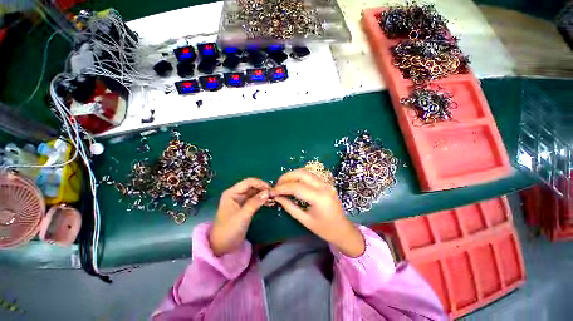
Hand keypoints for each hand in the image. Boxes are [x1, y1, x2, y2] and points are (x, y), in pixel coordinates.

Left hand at [210, 178, 269, 255]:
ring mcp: (240, 200)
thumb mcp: (242, 216)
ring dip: (263, 194)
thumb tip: (267, 192)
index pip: (248, 182)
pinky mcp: (244, 206)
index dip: (260, 183)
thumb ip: (254, 203)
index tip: (270, 188)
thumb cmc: (229, 230)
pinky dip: (261, 199)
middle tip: (273, 193)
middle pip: (252, 186)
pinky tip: (269, 202)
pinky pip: (254, 199)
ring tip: (273, 197)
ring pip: (254, 192)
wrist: (222, 246)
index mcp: (232, 193)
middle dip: (262, 188)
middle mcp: (236, 194)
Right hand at [270, 169, 364, 256]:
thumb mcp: (304, 220)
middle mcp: (323, 186)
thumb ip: (289, 207)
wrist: (343, 229)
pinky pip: (309, 175)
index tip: (272, 191)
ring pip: (305, 172)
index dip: (282, 188)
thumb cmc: (325, 229)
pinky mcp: (325, 183)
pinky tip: (292, 183)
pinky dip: (298, 177)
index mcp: (319, 198)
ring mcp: (326, 183)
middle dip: (286, 177)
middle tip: (277, 185)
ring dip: (292, 175)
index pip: (296, 187)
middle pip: (301, 173)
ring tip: (282, 184)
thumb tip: (276, 197)